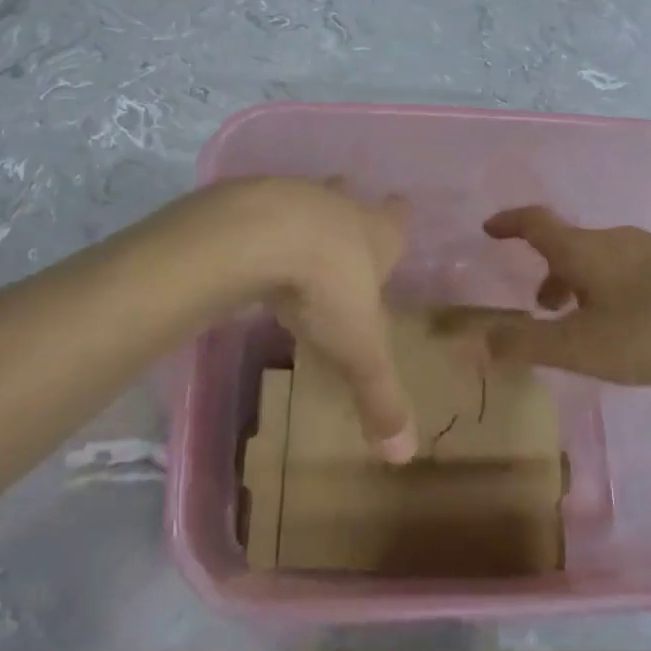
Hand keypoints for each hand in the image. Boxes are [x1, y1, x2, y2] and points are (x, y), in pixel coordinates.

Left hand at [196, 178, 416, 463]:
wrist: (257, 236)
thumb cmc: (324, 288)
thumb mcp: (357, 350)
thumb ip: (379, 397)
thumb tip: (404, 455)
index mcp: (374, 234)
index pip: (396, 220)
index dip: (399, 219)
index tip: (400, 212)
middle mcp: (337, 206)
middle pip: (349, 197)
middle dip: (350, 205)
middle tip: (346, 214)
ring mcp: (291, 195)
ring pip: (303, 199)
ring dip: (303, 214)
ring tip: (293, 235)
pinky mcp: (247, 197)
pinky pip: (257, 208)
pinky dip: (258, 224)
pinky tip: (248, 244)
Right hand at [434, 206, 650, 384]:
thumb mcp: (584, 346)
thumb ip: (527, 344)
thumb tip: (472, 340)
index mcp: (583, 250)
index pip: (534, 223)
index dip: (509, 224)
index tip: (489, 229)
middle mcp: (614, 241)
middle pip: (569, 246)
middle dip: (548, 270)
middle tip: (539, 304)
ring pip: (602, 260)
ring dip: (581, 283)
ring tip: (584, 321)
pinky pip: (630, 270)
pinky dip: (612, 288)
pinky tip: (633, 322)